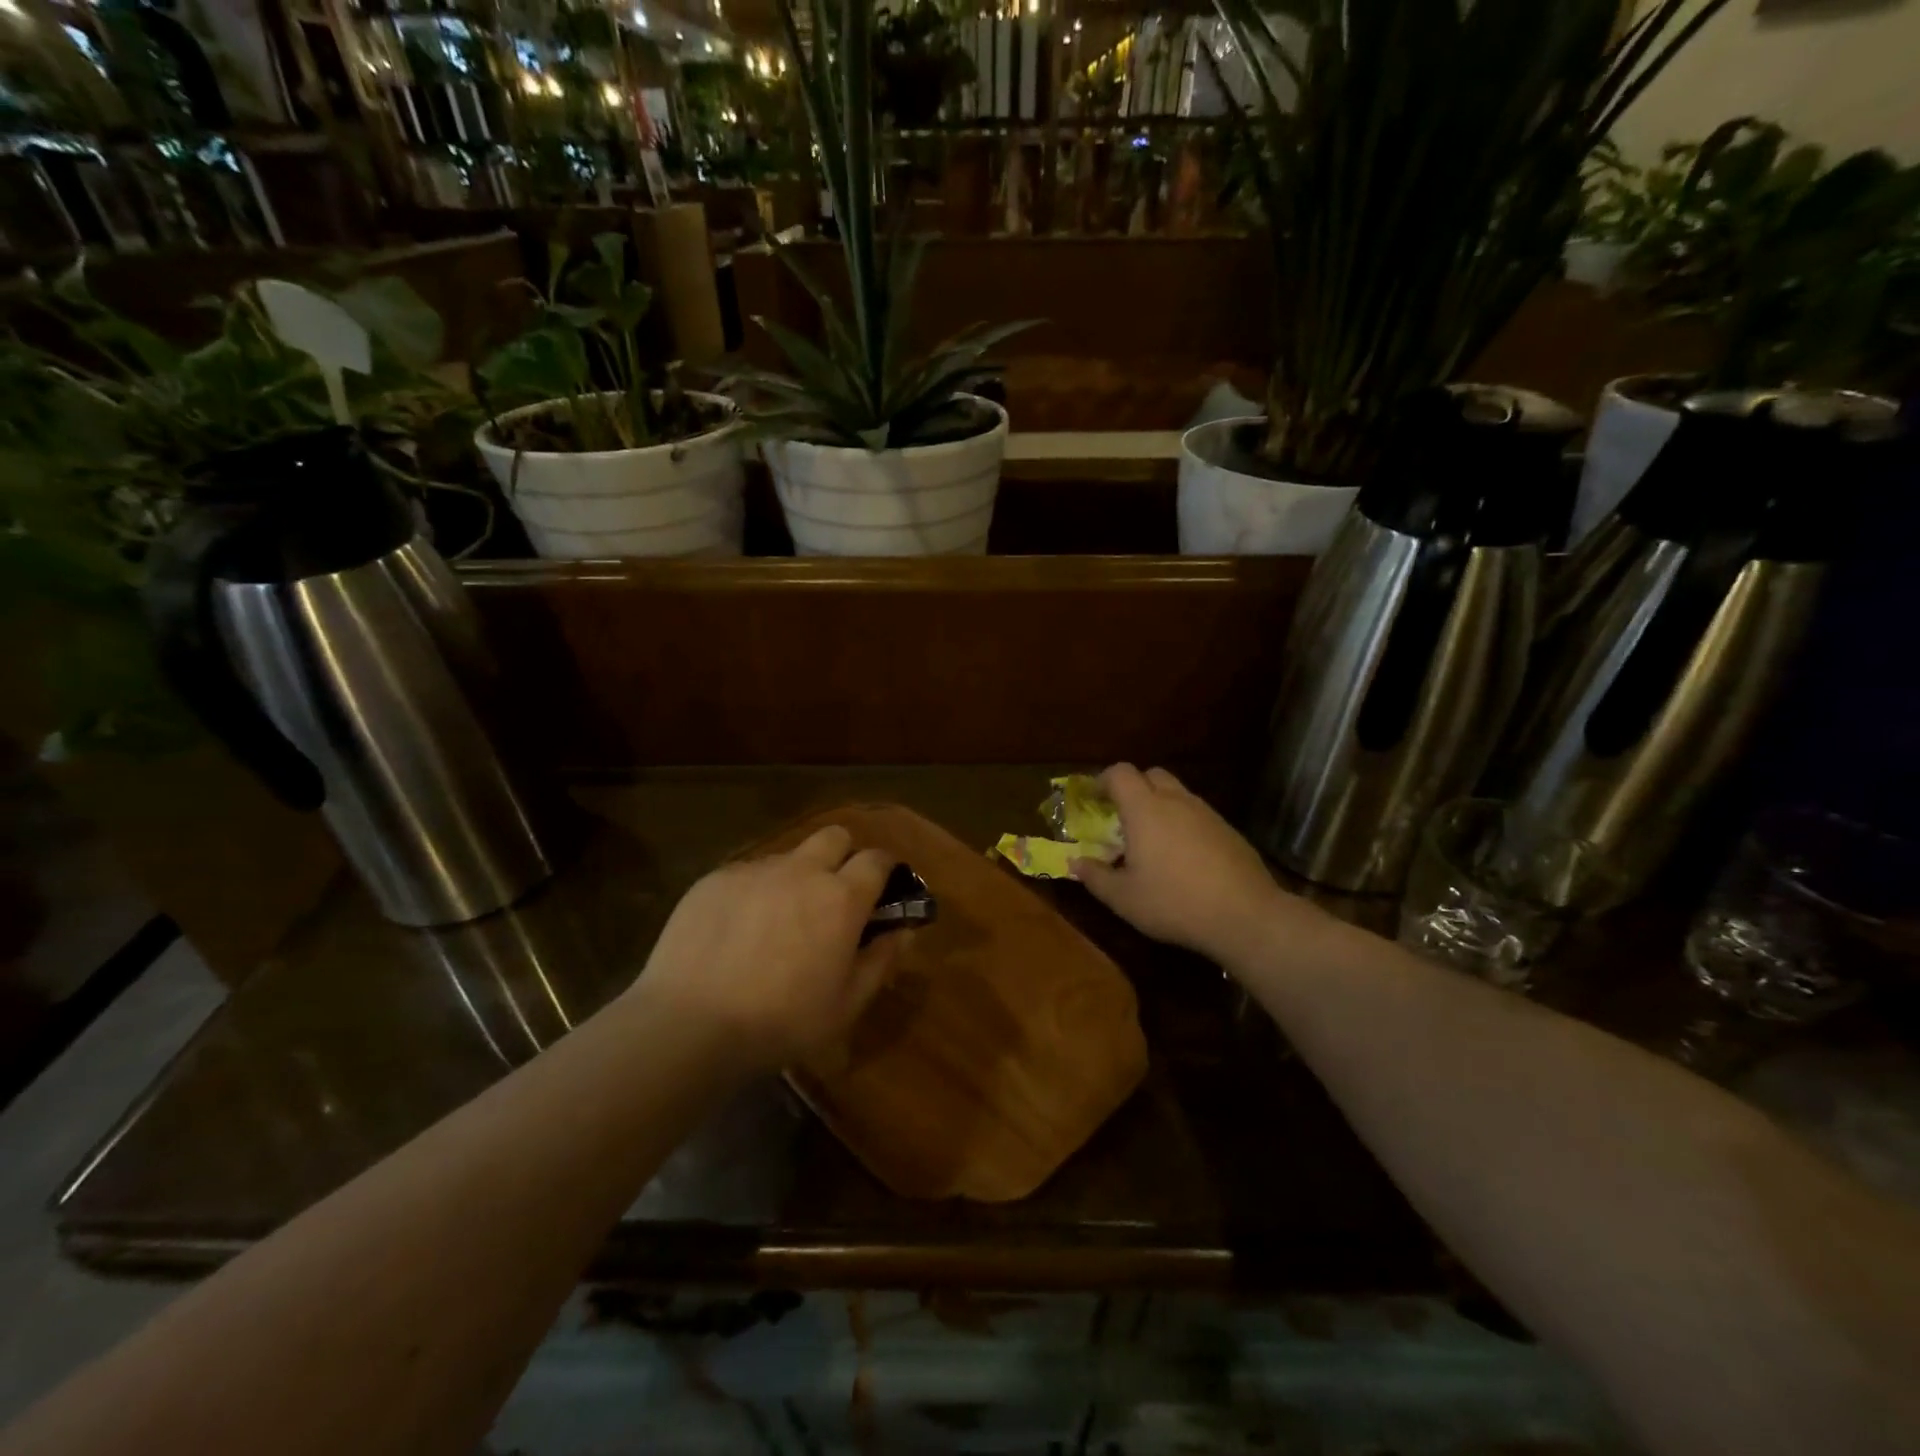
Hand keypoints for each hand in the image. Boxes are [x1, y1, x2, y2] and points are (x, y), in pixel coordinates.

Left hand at [630, 826, 903, 1071]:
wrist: (689, 1024)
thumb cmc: (781, 1022)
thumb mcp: (846, 1005)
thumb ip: (881, 961)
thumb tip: (903, 931)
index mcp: (841, 897)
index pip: (877, 859)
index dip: (885, 870)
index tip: (882, 891)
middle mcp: (802, 870)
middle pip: (835, 836)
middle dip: (843, 856)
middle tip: (833, 896)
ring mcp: (755, 870)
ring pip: (789, 856)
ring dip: (796, 877)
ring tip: (777, 920)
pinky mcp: (715, 879)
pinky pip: (747, 873)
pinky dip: (754, 892)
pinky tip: (737, 930)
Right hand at [1071, 764, 1318, 967]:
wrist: (1245, 915)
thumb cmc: (1174, 902)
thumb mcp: (1124, 898)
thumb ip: (1095, 877)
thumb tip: (1075, 863)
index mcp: (1145, 809)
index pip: (1120, 773)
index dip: (1103, 780)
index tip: (1094, 798)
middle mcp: (1176, 801)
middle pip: (1151, 774)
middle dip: (1133, 787)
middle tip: (1122, 816)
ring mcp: (1207, 813)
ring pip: (1177, 793)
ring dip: (1159, 805)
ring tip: (1151, 838)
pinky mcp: (1228, 830)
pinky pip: (1197, 814)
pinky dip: (1183, 823)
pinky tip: (1183, 856)